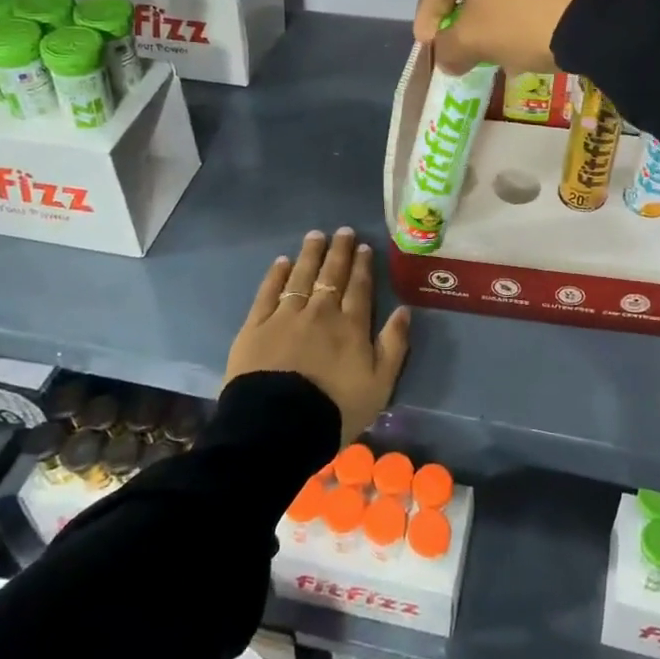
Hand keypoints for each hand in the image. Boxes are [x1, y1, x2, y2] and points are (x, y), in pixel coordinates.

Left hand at [224, 228, 411, 445]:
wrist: (278, 427)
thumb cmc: (335, 410)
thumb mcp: (380, 386)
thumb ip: (393, 346)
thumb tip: (403, 311)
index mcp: (351, 326)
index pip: (359, 288)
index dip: (362, 266)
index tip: (364, 246)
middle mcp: (320, 312)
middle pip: (331, 275)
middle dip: (339, 251)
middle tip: (343, 231)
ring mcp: (286, 316)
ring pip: (301, 276)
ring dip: (310, 254)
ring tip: (316, 235)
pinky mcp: (256, 327)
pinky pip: (268, 293)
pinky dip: (276, 275)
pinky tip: (282, 262)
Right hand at [413, 0, 632, 74]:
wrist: (618, 7)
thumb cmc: (531, 15)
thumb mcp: (481, 38)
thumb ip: (452, 47)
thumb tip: (444, 55)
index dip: (429, 15)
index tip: (428, 45)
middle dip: (472, 12)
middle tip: (468, 45)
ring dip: (507, 8)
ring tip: (510, 43)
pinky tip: (546, 25)